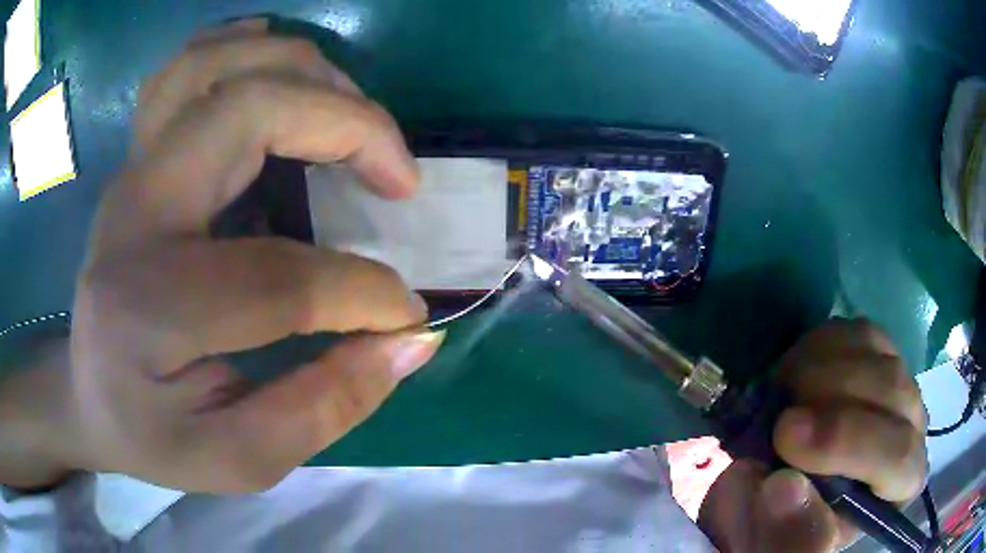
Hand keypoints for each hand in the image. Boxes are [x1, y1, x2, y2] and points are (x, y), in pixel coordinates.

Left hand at [47, 19, 442, 492]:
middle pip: (246, 112)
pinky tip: (284, 66)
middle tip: (398, 177)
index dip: (362, 293)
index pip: (275, 279)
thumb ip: (324, 407)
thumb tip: (411, 341)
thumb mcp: (238, 459)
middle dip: (348, 127)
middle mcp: (133, 215)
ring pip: (220, 67)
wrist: (87, 396)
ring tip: (356, 116)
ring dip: (306, 72)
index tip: (407, 314)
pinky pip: (188, 67)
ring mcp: (132, 173)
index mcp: (147, 310)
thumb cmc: (154, 435)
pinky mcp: (138, 159)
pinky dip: (246, 47)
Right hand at [698, 319, 928, 551]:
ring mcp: (899, 381)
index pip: (898, 455)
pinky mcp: (879, 352)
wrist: (787, 484)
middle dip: (831, 402)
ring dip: (822, 370)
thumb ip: (788, 530)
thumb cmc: (790, 523)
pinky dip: (822, 346)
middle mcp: (913, 426)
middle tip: (777, 415)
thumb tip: (785, 487)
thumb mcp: (783, 543)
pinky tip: (799, 372)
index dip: (847, 442)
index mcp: (902, 483)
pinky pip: (859, 332)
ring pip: (877, 353)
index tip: (784, 437)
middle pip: (893, 392)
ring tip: (783, 397)